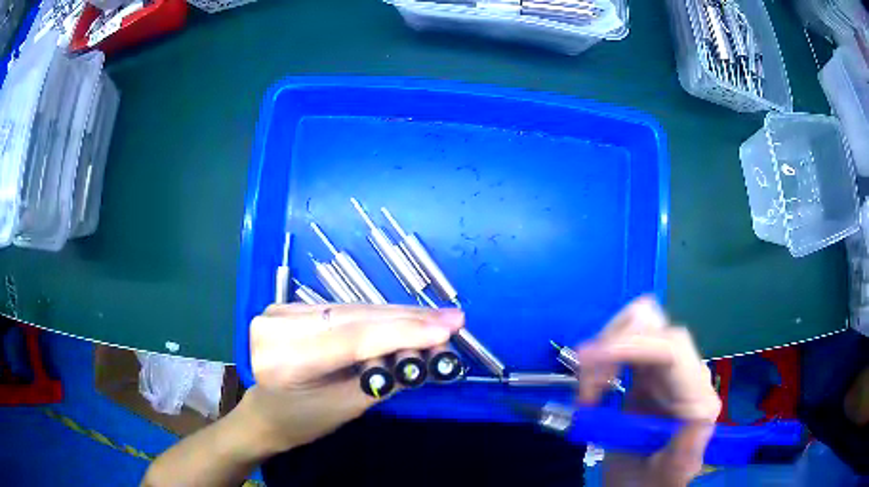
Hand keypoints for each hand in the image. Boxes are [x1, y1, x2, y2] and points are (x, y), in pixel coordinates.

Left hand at [243, 304, 463, 452]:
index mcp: (284, 360)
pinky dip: (375, 317)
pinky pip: (342, 310)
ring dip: (396, 316)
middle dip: (407, 320)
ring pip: (351, 310)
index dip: (402, 333)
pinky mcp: (289, 307)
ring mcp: (280, 311)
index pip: (351, 340)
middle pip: (353, 319)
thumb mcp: (345, 407)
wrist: (265, 412)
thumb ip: (384, 379)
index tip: (447, 329)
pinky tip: (404, 318)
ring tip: (437, 320)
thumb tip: (429, 354)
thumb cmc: (302, 421)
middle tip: (452, 320)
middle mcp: (277, 326)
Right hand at [574, 297, 720, 485]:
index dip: (632, 344)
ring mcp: (666, 370)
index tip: (590, 361)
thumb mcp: (669, 474)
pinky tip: (593, 386)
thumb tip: (699, 416)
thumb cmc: (654, 482)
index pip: (672, 348)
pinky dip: (602, 357)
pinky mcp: (647, 372)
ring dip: (605, 350)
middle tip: (585, 387)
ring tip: (587, 391)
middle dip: (613, 345)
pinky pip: (624, 343)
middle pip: (655, 326)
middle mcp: (686, 374)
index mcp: (696, 398)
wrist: (642, 484)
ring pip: (638, 326)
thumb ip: (686, 450)